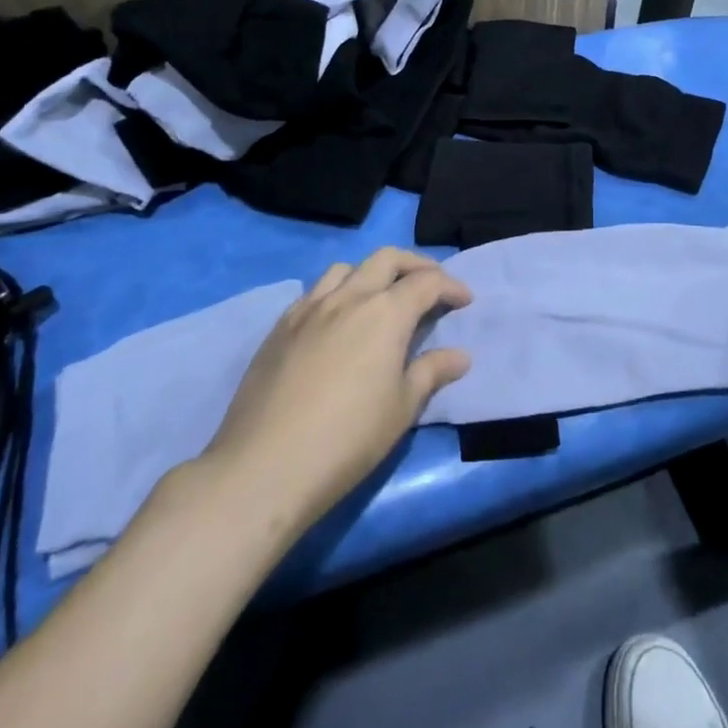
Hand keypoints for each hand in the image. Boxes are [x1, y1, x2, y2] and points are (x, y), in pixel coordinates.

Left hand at [201, 250, 470, 532]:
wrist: (263, 468)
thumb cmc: (348, 439)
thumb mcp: (402, 408)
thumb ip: (432, 372)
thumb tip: (459, 356)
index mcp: (385, 313)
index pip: (426, 282)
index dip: (451, 286)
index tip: (464, 301)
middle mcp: (348, 297)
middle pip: (387, 259)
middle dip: (415, 265)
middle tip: (430, 285)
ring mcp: (309, 309)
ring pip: (346, 268)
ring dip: (372, 273)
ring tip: (381, 298)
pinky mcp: (279, 328)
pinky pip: (314, 292)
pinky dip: (337, 293)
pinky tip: (337, 322)